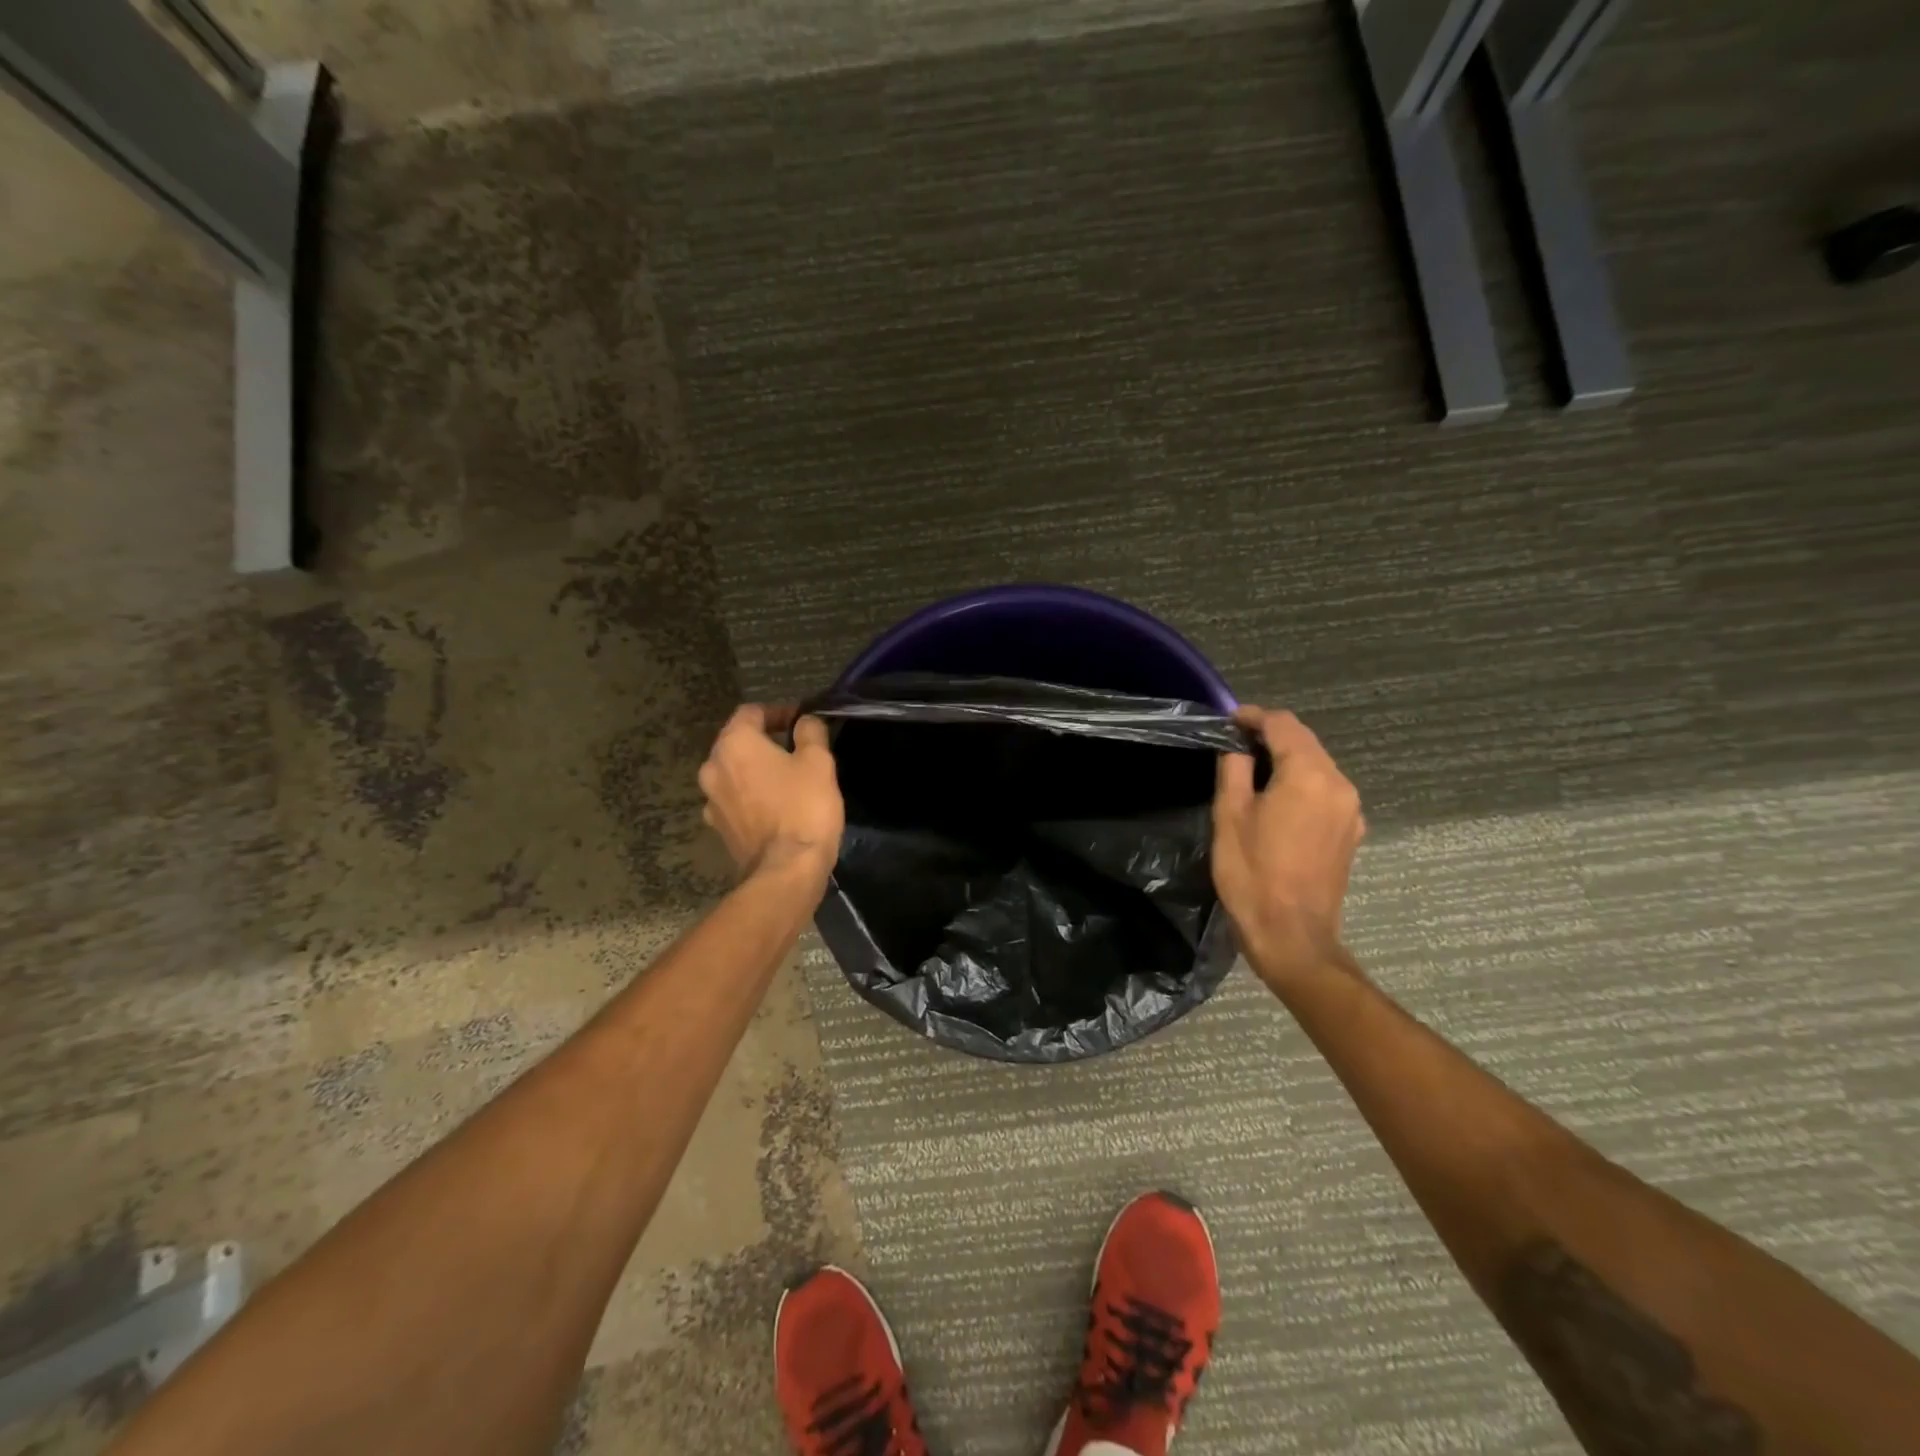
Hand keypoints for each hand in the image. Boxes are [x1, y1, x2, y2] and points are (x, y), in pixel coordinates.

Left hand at [698, 705, 844, 884]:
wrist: (786, 871)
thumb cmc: (803, 808)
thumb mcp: (818, 762)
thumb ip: (810, 732)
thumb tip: (804, 722)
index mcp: (734, 744)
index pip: (751, 712)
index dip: (778, 712)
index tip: (801, 722)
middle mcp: (712, 768)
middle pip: (738, 743)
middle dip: (765, 742)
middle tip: (796, 750)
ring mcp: (711, 801)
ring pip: (734, 773)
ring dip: (757, 771)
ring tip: (787, 780)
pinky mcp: (719, 829)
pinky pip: (735, 801)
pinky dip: (752, 797)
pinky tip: (775, 808)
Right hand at [1212, 707, 1365, 993]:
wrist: (1292, 936)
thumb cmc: (1253, 874)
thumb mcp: (1229, 816)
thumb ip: (1233, 769)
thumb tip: (1236, 747)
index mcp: (1309, 775)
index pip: (1284, 725)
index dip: (1254, 717)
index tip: (1228, 721)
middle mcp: (1339, 785)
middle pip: (1305, 742)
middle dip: (1271, 735)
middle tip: (1235, 742)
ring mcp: (1351, 810)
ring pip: (1317, 766)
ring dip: (1286, 759)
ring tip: (1251, 769)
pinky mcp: (1351, 832)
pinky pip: (1324, 791)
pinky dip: (1300, 782)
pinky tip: (1277, 798)